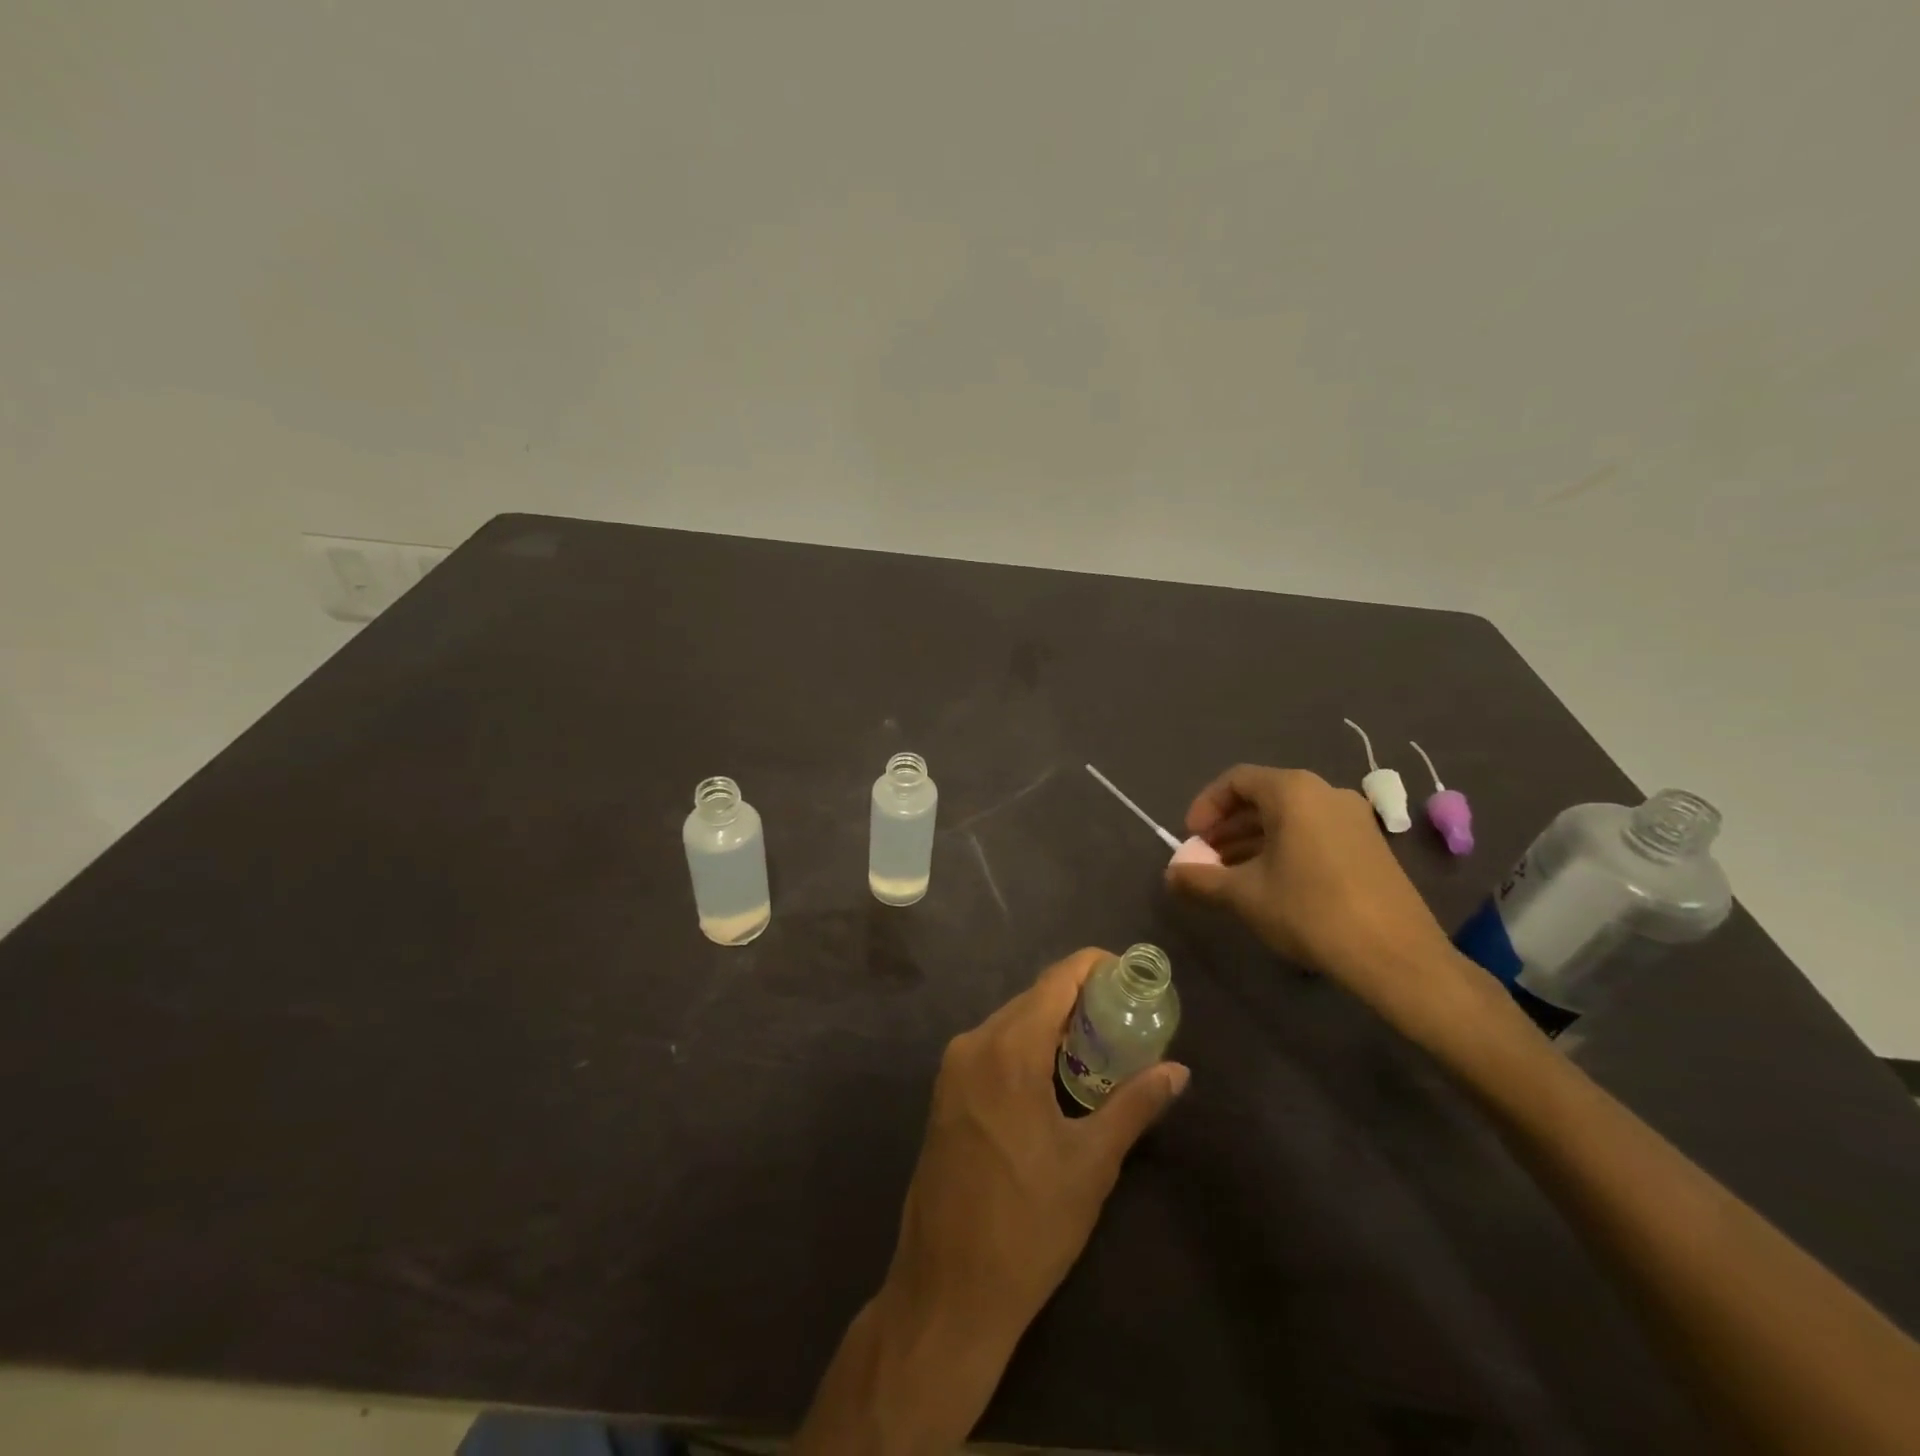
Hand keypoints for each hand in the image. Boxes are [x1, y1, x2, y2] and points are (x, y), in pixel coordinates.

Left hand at [794, 950, 1189, 1454]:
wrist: (948, 1288)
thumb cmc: (1029, 1225)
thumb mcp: (1091, 1164)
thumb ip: (1134, 1105)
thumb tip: (1179, 1071)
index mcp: (1009, 1050)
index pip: (1057, 980)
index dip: (1094, 967)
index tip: (1131, 976)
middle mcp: (974, 1043)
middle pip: (1034, 997)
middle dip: (1080, 997)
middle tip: (1126, 1016)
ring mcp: (953, 1066)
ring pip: (1011, 1020)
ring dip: (1053, 1023)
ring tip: (1100, 1044)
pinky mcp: (945, 1091)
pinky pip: (992, 1046)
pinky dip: (1026, 1044)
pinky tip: (1055, 1072)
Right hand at [1165, 764, 1491, 1035]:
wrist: (1396, 956)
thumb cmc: (1310, 912)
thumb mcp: (1244, 895)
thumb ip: (1201, 880)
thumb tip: (1171, 876)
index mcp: (1294, 792)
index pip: (1236, 780)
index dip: (1205, 806)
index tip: (1190, 839)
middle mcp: (1325, 793)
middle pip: (1263, 797)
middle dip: (1227, 827)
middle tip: (1206, 860)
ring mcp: (1353, 818)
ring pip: (1288, 818)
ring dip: (1252, 840)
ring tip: (1230, 876)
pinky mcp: (1369, 845)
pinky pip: (1313, 833)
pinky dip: (1283, 849)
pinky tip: (1270, 884)